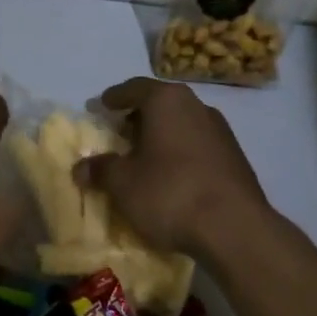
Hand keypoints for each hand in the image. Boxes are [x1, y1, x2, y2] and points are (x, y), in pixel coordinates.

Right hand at [73, 78, 270, 258]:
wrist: (235, 228)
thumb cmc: (170, 193)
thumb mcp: (123, 184)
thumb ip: (101, 170)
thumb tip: (81, 168)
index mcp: (167, 101)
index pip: (134, 88)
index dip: (114, 97)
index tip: (101, 106)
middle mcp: (196, 106)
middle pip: (160, 103)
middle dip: (138, 117)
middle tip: (119, 134)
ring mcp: (220, 130)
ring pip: (181, 124)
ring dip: (161, 136)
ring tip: (144, 157)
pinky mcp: (235, 156)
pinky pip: (198, 145)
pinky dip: (180, 152)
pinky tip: (172, 176)